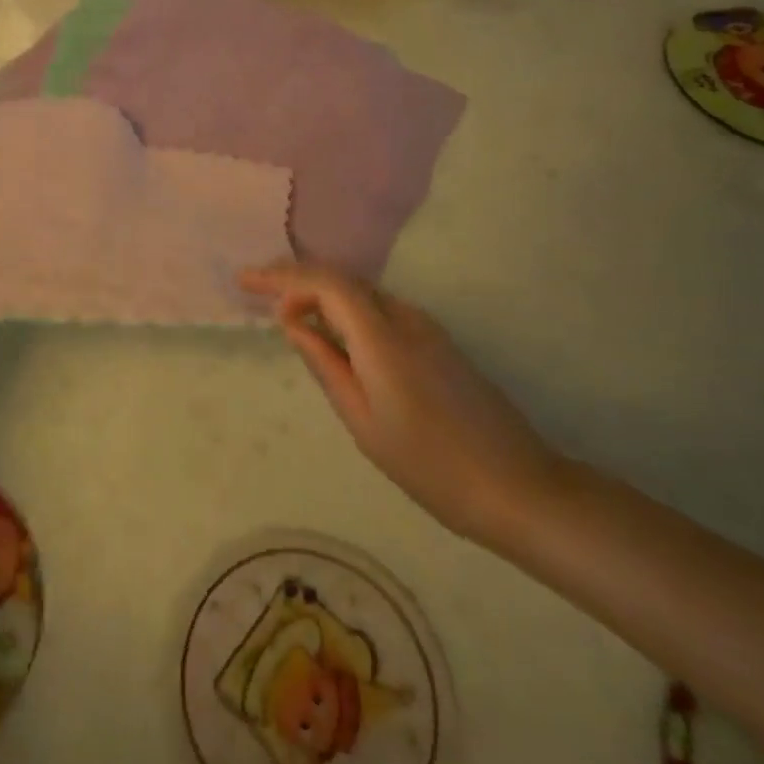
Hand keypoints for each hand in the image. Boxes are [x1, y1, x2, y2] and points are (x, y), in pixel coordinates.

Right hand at [241, 262, 569, 547]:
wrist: (518, 487)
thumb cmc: (430, 465)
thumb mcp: (363, 421)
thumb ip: (326, 364)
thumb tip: (293, 323)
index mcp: (383, 338)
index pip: (326, 283)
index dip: (282, 276)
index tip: (246, 281)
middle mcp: (406, 318)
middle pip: (342, 278)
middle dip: (295, 277)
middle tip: (256, 288)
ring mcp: (427, 327)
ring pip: (361, 291)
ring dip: (319, 291)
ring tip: (283, 308)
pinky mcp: (437, 342)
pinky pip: (379, 309)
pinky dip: (345, 308)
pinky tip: (329, 329)